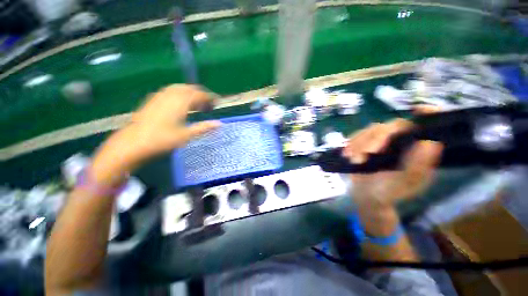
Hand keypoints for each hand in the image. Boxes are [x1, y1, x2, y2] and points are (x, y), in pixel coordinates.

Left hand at [91, 85, 220, 184]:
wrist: (133, 143)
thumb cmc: (162, 140)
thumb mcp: (186, 135)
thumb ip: (204, 128)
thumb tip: (219, 124)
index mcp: (180, 103)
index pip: (198, 94)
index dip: (209, 97)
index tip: (216, 102)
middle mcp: (170, 96)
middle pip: (189, 88)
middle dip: (200, 93)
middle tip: (207, 104)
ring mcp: (159, 97)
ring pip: (178, 88)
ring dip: (190, 92)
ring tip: (196, 103)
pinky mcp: (152, 100)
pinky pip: (169, 91)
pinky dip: (179, 94)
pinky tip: (180, 104)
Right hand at [343, 117, 442, 206]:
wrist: (366, 196)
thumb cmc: (388, 192)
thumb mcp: (405, 183)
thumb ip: (418, 166)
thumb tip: (431, 142)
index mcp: (416, 151)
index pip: (423, 128)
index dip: (425, 116)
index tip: (419, 109)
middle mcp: (401, 142)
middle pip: (390, 127)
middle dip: (376, 139)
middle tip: (366, 154)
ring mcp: (381, 142)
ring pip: (370, 131)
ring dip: (360, 144)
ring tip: (354, 160)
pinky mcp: (364, 144)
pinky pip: (357, 136)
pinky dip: (351, 144)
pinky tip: (347, 153)